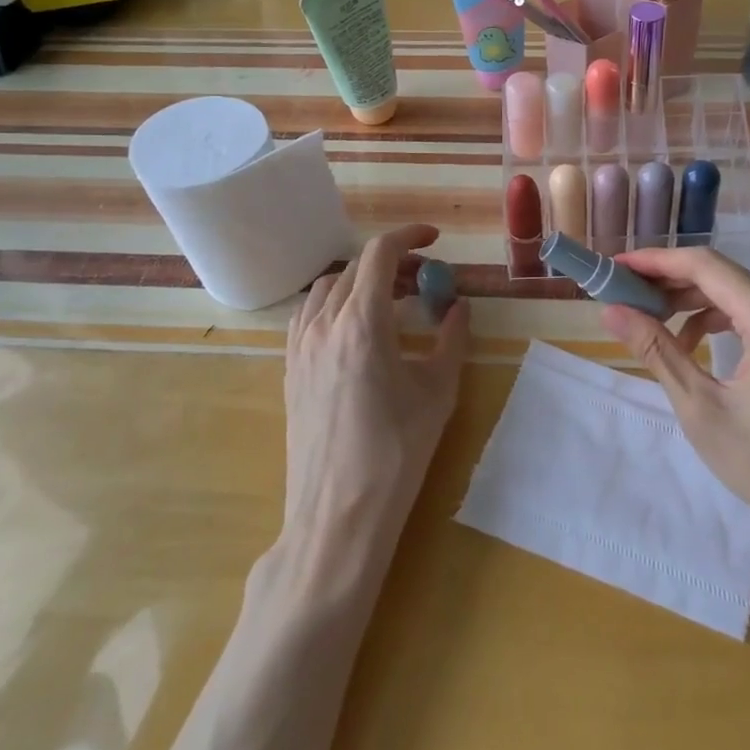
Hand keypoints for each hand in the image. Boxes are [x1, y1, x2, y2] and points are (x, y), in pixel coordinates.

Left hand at [283, 225, 469, 542]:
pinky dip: (334, 304)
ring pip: (327, 288)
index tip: (434, 239)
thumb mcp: (438, 391)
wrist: (339, 513)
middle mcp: (324, 325)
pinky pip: (308, 315)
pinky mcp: (290, 370)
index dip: (408, 236)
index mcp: (363, 323)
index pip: (380, 254)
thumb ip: (451, 339)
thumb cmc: (397, 452)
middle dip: (392, 263)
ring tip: (390, 301)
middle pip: (354, 268)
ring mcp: (300, 347)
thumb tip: (458, 307)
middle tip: (423, 279)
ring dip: (359, 281)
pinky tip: (356, 330)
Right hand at [599, 247, 749, 546]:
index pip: (704, 266)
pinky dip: (715, 320)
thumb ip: (656, 350)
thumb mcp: (700, 406)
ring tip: (649, 318)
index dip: (656, 261)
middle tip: (624, 292)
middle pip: (720, 274)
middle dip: (669, 279)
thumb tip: (612, 311)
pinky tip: (690, 346)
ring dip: (690, 300)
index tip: (616, 266)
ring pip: (735, 293)